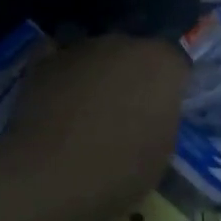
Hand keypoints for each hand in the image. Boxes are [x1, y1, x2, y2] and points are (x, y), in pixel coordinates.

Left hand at [0, 34, 188, 220]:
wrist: (49, 176)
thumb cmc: (119, 170)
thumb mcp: (162, 152)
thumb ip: (163, 118)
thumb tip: (152, 113)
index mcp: (163, 63)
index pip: (176, 66)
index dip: (171, 90)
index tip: (163, 114)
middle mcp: (125, 43)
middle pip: (136, 55)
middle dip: (134, 77)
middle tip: (127, 113)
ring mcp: (81, 48)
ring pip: (98, 55)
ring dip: (98, 74)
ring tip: (87, 111)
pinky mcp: (44, 61)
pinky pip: (58, 57)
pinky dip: (61, 70)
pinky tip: (59, 94)